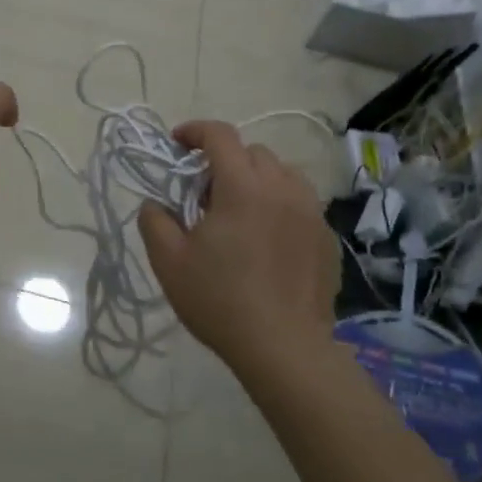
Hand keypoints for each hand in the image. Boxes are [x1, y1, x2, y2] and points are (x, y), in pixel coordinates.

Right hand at [137, 120, 336, 372]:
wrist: (284, 349)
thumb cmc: (220, 301)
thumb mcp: (169, 262)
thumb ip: (154, 221)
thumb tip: (155, 204)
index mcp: (242, 186)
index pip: (220, 135)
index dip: (195, 131)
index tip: (177, 144)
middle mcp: (281, 188)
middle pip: (252, 152)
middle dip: (225, 160)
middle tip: (204, 192)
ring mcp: (310, 212)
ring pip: (282, 173)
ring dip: (257, 178)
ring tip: (240, 210)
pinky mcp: (326, 237)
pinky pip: (300, 203)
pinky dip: (280, 204)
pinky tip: (267, 238)